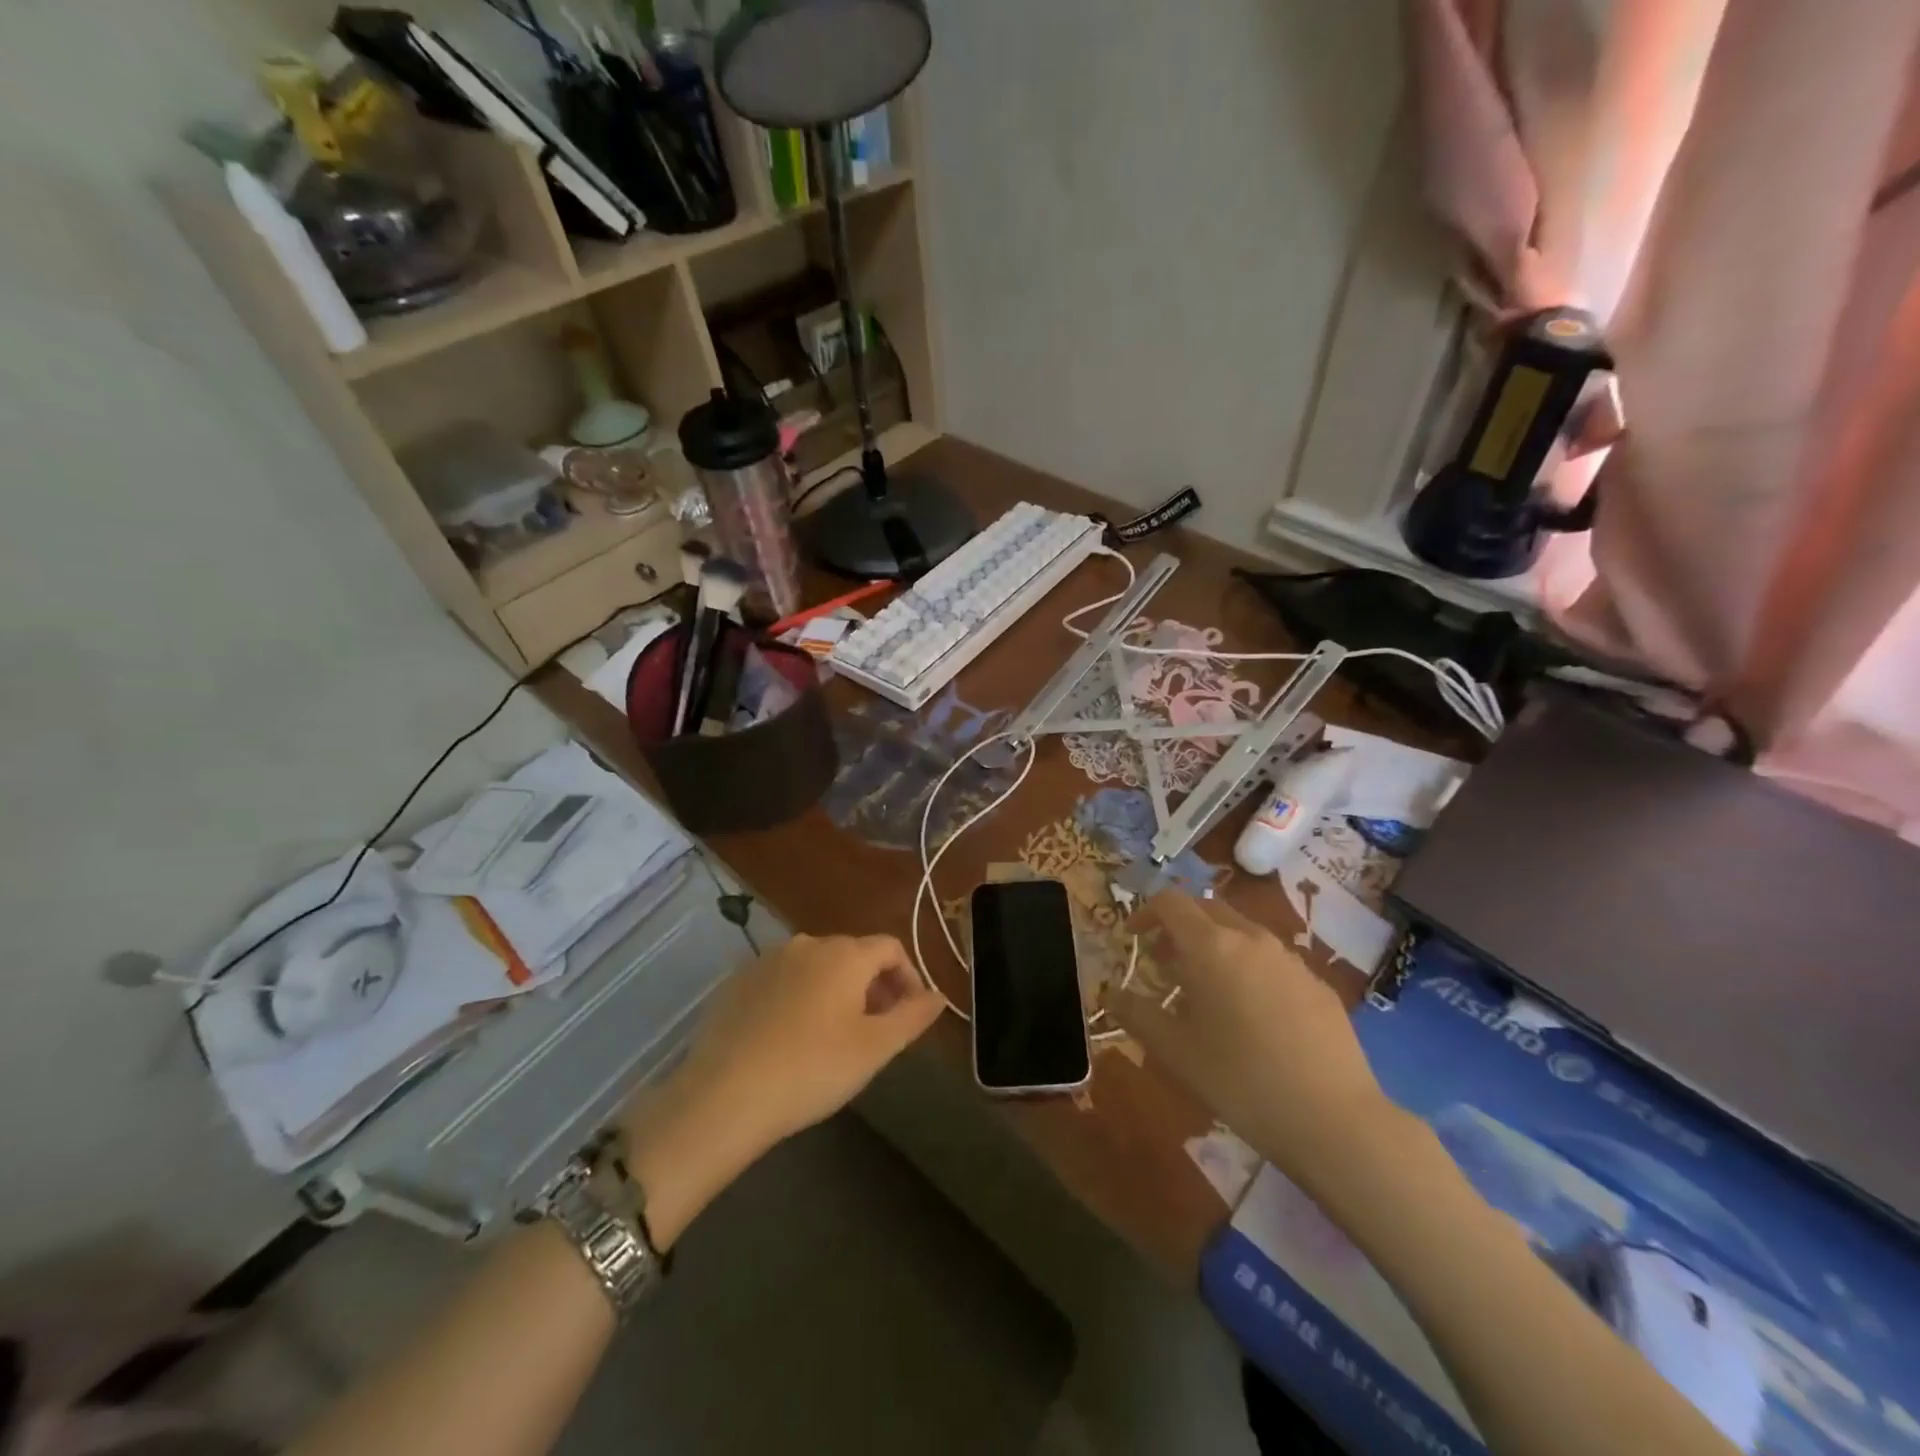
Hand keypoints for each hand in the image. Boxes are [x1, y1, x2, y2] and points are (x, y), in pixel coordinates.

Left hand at [619, 933, 942, 1246]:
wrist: (723, 1096)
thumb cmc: (811, 1069)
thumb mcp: (874, 1048)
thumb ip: (913, 1016)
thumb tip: (939, 996)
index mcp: (845, 954)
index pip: (891, 947)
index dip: (909, 976)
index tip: (910, 1014)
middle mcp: (807, 944)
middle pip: (853, 954)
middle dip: (872, 986)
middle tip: (875, 1031)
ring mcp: (767, 960)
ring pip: (816, 967)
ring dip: (835, 991)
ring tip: (834, 1037)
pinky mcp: (736, 982)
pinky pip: (782, 980)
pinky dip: (798, 998)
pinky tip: (790, 1039)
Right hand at [1111, 893, 1391, 1186]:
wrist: (1334, 1119)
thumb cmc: (1240, 1079)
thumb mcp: (1174, 1051)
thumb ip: (1136, 1014)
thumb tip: (1111, 993)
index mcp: (1211, 946)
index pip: (1171, 902)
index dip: (1146, 913)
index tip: (1133, 939)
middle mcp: (1251, 939)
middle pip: (1207, 909)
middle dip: (1179, 928)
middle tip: (1164, 964)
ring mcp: (1290, 959)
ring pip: (1242, 934)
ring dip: (1215, 948)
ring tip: (1206, 992)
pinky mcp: (1318, 984)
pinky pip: (1272, 961)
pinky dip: (1249, 970)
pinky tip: (1253, 1017)